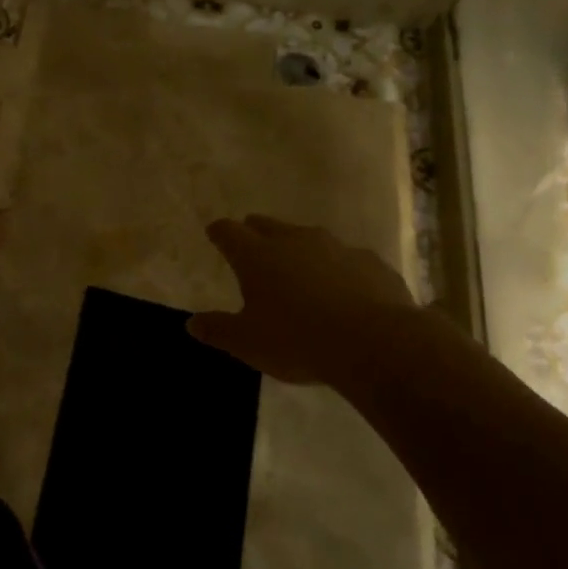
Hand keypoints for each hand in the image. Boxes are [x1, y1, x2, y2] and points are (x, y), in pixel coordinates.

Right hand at [190, 215, 424, 384]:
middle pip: (267, 225)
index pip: (228, 232)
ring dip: (299, 249)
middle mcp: (293, 240)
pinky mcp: (370, 262)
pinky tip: (345, 290)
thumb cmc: (298, 340)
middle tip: (252, 243)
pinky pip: (347, 259)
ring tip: (300, 269)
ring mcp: (335, 247)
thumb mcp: (248, 343)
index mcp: (257, 255)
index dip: (219, 232)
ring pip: (309, 237)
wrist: (376, 343)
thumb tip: (191, 323)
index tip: (214, 233)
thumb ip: (218, 330)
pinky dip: (339, 269)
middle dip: (255, 231)